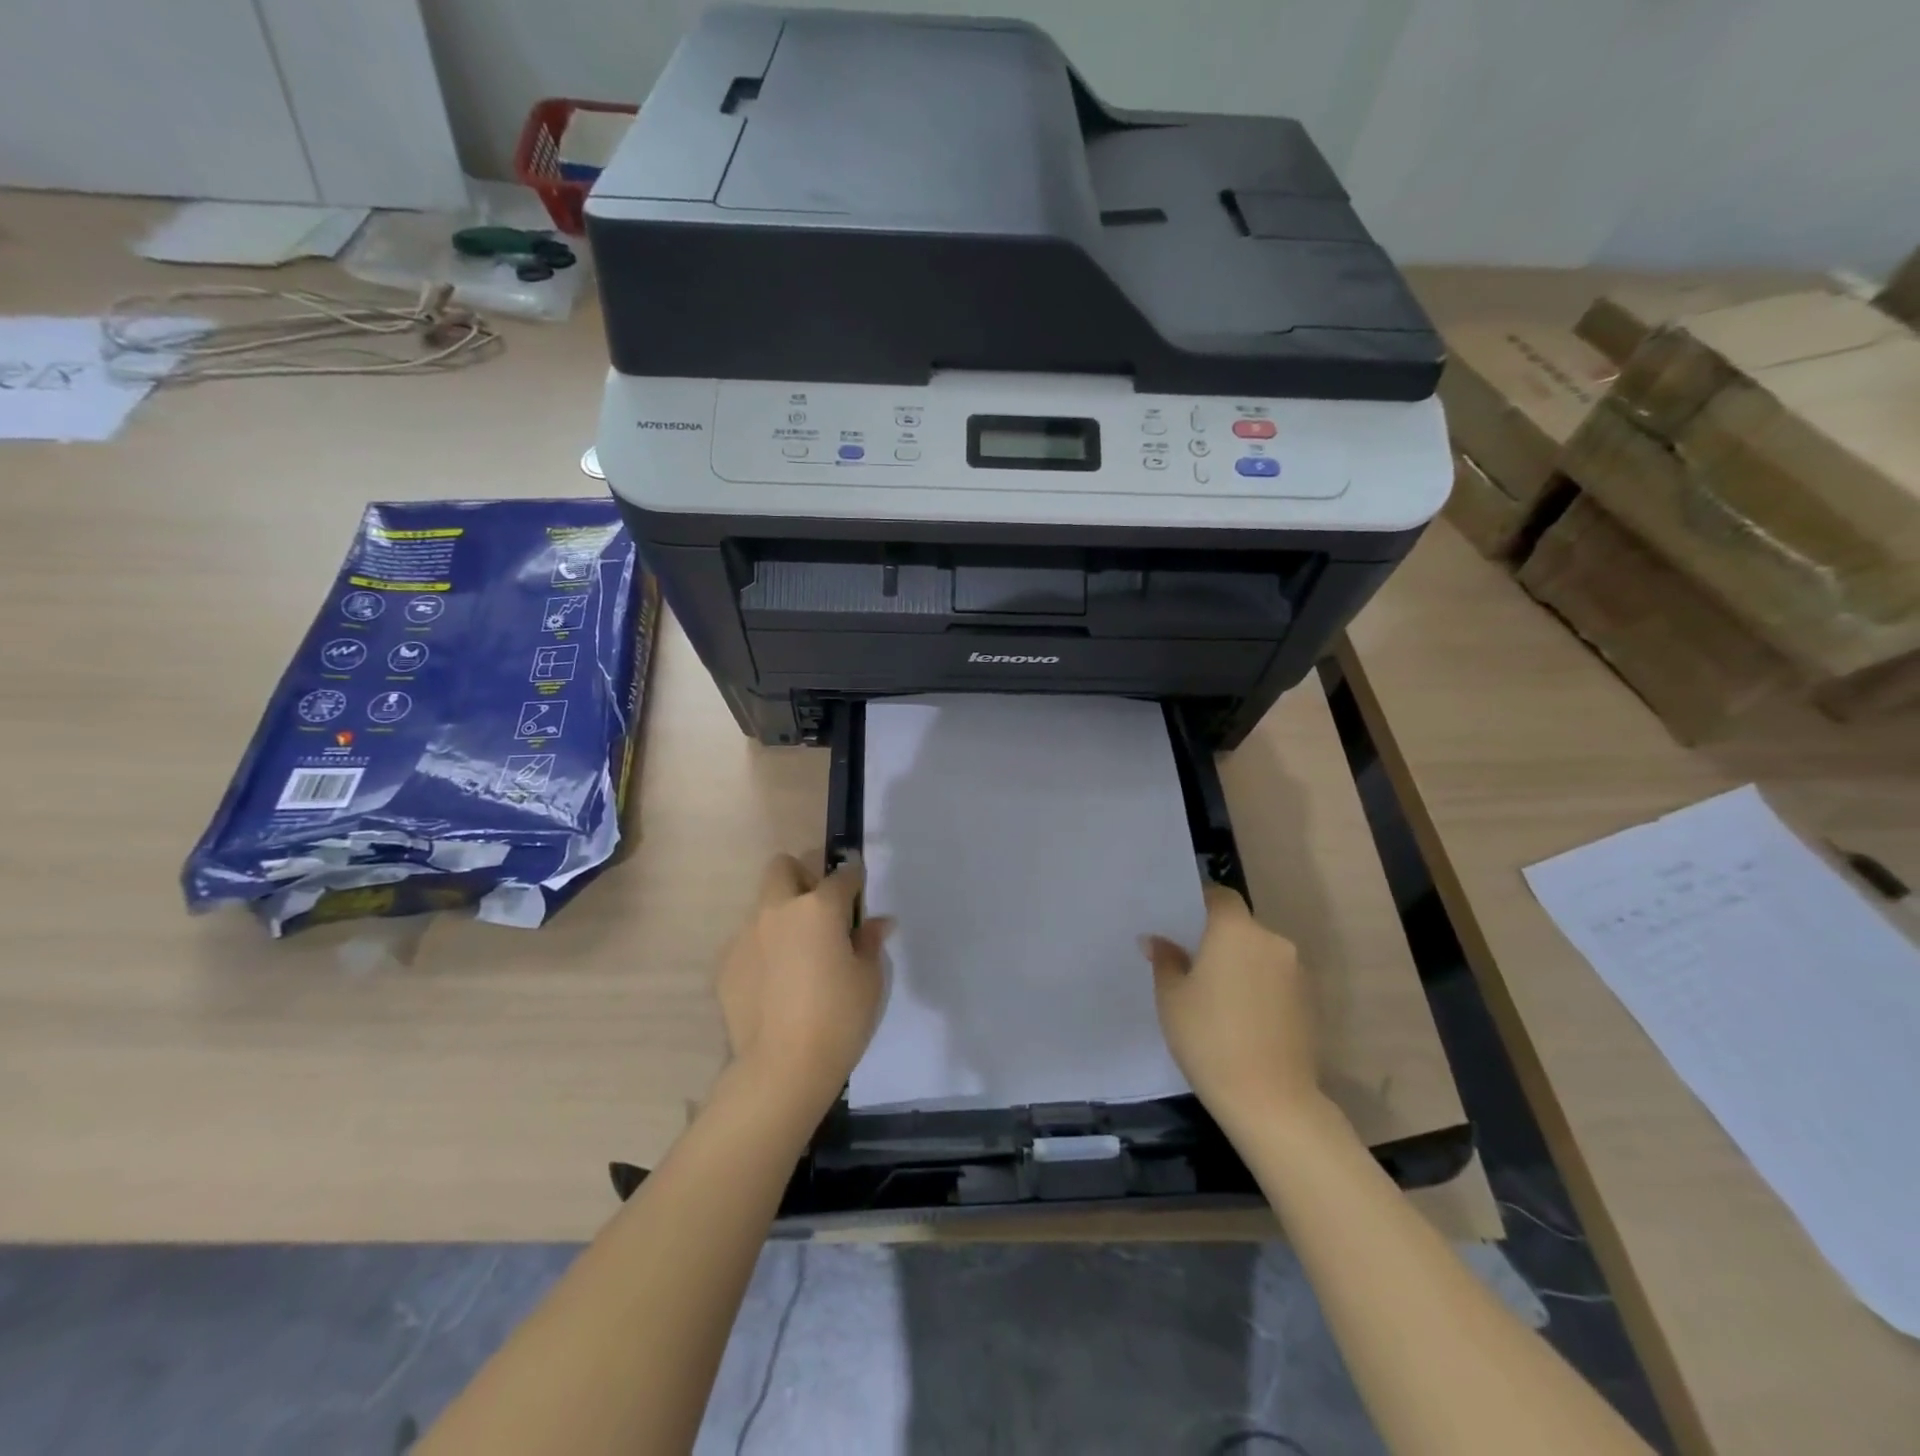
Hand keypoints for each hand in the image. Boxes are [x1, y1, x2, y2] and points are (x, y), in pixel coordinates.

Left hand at [716, 854, 891, 1112]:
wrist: (782, 1068)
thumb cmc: (838, 1018)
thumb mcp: (869, 979)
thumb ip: (869, 942)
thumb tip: (875, 923)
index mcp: (819, 908)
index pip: (841, 876)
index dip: (854, 881)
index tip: (858, 894)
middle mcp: (778, 910)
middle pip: (783, 868)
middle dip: (801, 877)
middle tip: (819, 911)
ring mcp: (745, 935)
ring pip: (763, 908)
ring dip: (781, 918)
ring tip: (796, 958)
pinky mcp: (726, 965)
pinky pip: (748, 944)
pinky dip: (763, 952)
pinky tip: (775, 985)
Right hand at [1143, 883, 1321, 1131]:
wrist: (1271, 1100)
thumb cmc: (1209, 1038)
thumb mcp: (1172, 998)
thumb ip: (1166, 961)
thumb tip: (1157, 940)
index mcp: (1235, 930)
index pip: (1221, 896)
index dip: (1202, 902)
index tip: (1182, 921)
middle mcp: (1272, 941)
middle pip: (1242, 927)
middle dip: (1219, 939)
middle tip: (1193, 963)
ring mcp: (1297, 973)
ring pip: (1260, 955)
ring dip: (1241, 964)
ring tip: (1217, 996)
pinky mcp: (1311, 1003)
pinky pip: (1277, 980)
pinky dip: (1260, 988)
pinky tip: (1242, 1018)